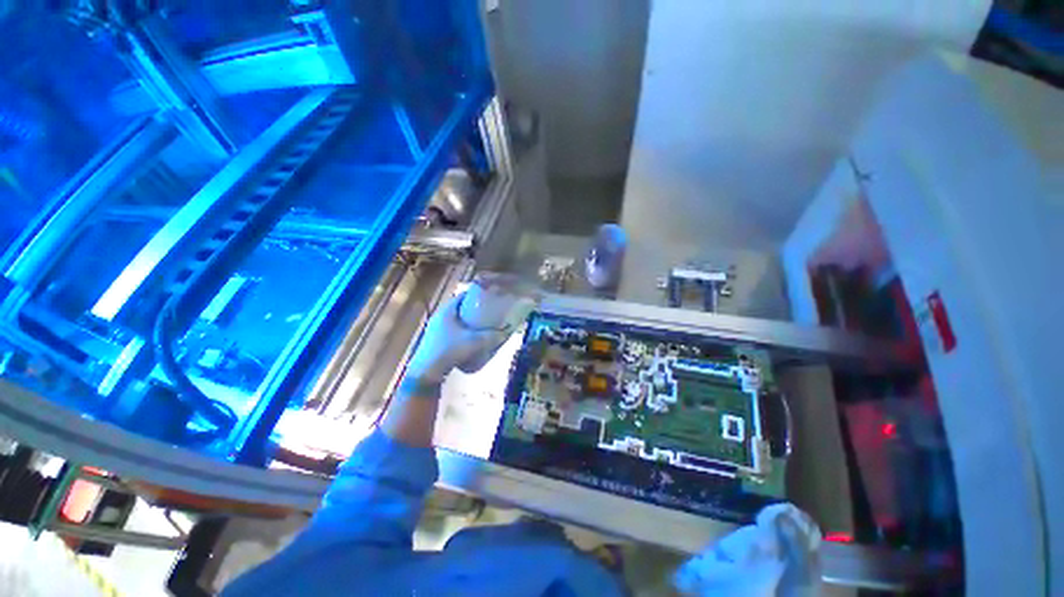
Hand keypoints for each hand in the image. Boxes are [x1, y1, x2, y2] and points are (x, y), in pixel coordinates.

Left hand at [404, 284, 534, 385]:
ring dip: (466, 321)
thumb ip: (491, 337)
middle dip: (472, 309)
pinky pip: (450, 331)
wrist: (427, 373)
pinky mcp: (434, 341)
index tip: (487, 297)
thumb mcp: (474, 342)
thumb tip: (506, 332)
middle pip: (458, 308)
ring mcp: (435, 330)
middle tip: (487, 312)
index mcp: (446, 311)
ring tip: (480, 325)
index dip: (475, 295)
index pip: (462, 296)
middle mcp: (439, 317)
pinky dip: (460, 331)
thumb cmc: (449, 350)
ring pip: (454, 320)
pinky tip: (468, 339)